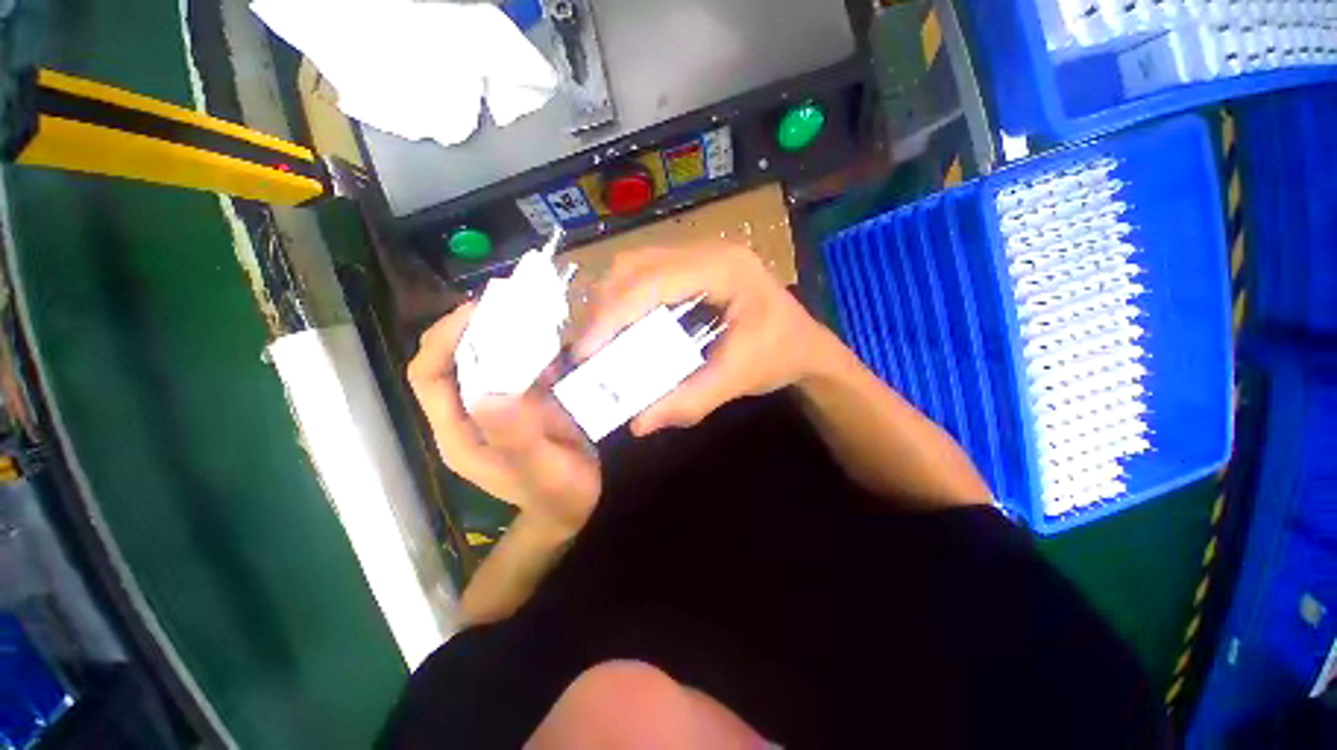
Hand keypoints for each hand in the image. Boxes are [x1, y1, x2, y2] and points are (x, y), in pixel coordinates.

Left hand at [408, 304, 600, 534]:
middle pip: (454, 360)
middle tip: (509, 303)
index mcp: (460, 433)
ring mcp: (493, 409)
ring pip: (485, 360)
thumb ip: (517, 437)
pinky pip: (513, 368)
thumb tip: (491, 393)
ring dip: (501, 333)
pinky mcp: (517, 405)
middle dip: (474, 327)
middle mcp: (468, 415)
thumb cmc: (558, 492)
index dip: (444, 338)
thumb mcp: (543, 469)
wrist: (571, 506)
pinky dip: (525, 348)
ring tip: (529, 311)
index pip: (429, 376)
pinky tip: (548, 337)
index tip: (477, 310)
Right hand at [574, 243, 838, 435]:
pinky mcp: (691, 270)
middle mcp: (706, 251)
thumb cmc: (781, 355)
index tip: (586, 351)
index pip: (653, 281)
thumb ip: (691, 400)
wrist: (805, 345)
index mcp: (724, 269)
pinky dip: (625, 304)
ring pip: (635, 268)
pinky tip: (622, 330)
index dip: (613, 314)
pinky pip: (644, 277)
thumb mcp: (739, 378)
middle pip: (636, 266)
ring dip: (610, 304)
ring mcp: (698, 256)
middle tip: (589, 350)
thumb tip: (639, 422)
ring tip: (600, 343)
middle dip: (604, 308)